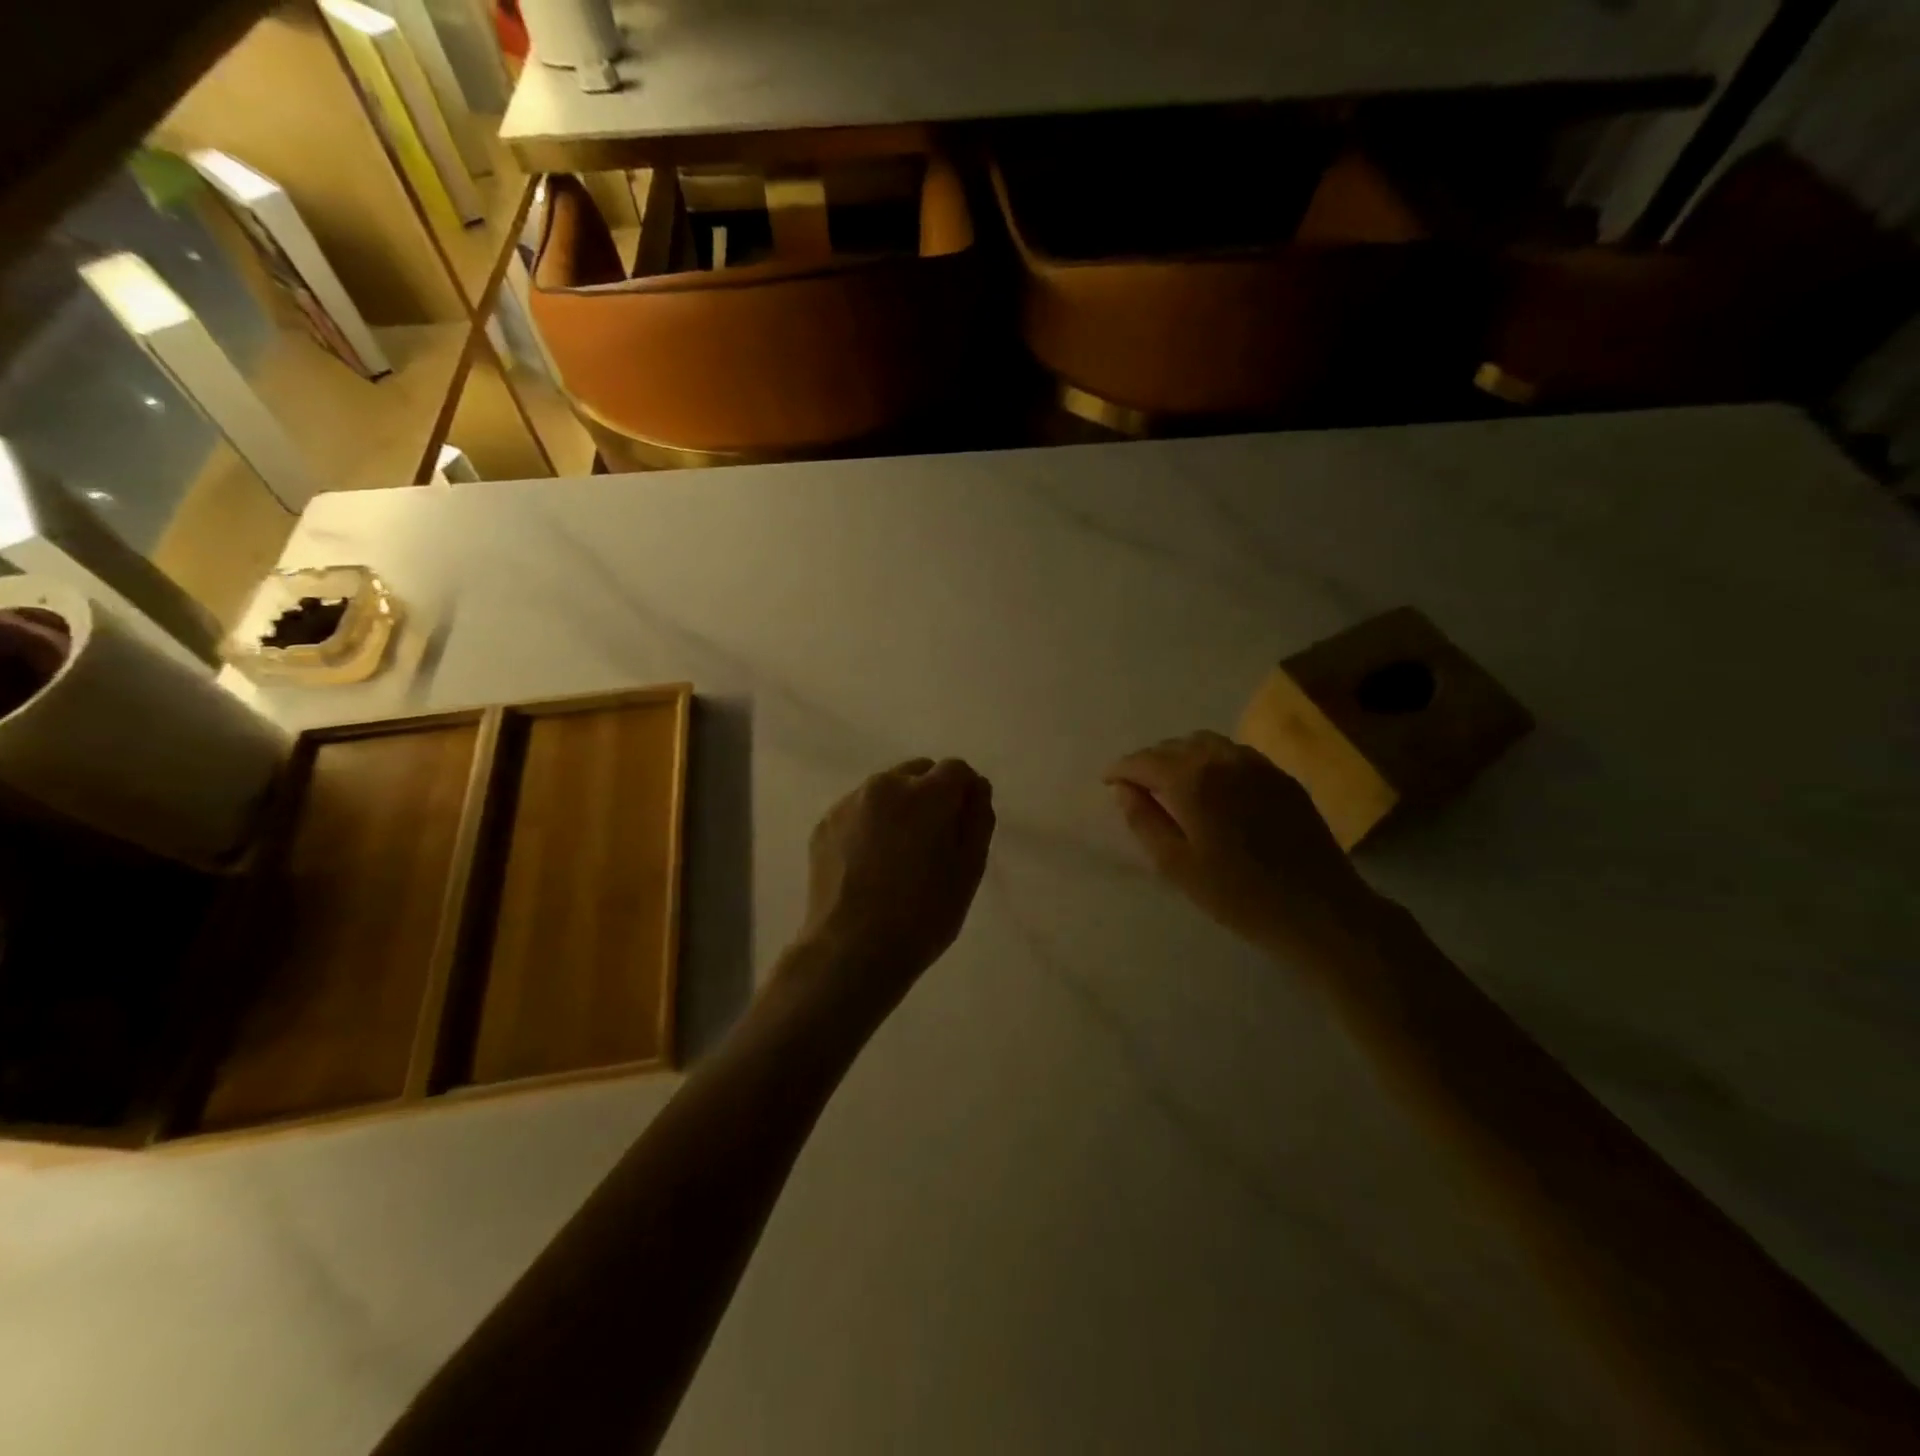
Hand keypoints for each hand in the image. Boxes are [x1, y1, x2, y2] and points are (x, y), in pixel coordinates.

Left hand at [795, 758, 995, 1003]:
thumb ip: (978, 819)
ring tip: (897, 857)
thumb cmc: (922, 915)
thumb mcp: (969, 870)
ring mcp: (849, 804)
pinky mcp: (824, 825)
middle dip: (931, 796)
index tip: (964, 826)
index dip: (966, 793)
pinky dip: (870, 826)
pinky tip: (870, 866)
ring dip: (899, 809)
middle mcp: (884, 786)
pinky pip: (858, 812)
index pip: (956, 769)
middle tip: (932, 843)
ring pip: (885, 791)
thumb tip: (976, 788)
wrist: (851, 950)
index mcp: (925, 794)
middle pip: (918, 773)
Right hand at [1104, 731, 1382, 959]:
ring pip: (1206, 744)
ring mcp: (1257, 765)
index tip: (1107, 780)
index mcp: (1193, 780)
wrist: (1318, 910)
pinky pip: (1234, 754)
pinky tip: (1211, 785)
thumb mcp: (1175, 864)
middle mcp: (1224, 759)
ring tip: (1170, 782)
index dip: (1122, 769)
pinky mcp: (1281, 777)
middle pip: (1175, 746)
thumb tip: (1124, 790)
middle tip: (1136, 786)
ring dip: (1180, 756)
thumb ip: (1143, 821)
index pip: (1145, 761)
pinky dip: (1211, 760)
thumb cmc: (1237, 895)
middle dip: (1150, 761)